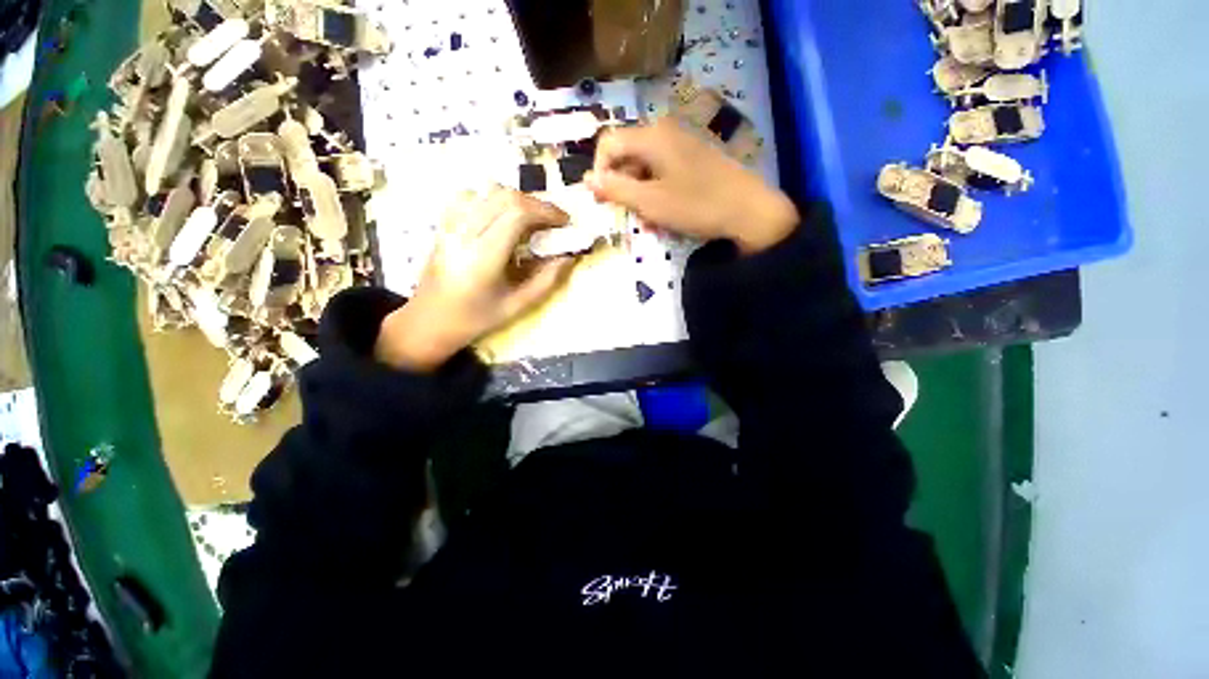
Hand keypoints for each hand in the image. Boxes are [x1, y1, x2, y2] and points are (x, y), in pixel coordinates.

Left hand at [376, 187, 575, 370]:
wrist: (429, 320)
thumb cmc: (476, 319)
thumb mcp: (518, 306)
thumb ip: (547, 280)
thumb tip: (569, 256)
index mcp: (482, 257)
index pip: (517, 214)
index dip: (546, 212)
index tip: (565, 222)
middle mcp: (464, 233)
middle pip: (504, 196)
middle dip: (536, 204)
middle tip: (554, 221)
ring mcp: (450, 225)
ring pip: (488, 192)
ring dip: (517, 200)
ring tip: (532, 219)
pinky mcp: (444, 223)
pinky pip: (471, 196)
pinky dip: (494, 199)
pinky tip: (503, 217)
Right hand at [585, 117, 798, 254]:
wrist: (748, 211)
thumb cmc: (696, 205)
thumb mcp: (650, 202)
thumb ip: (615, 189)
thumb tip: (587, 179)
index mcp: (652, 135)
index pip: (608, 143)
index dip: (600, 172)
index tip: (605, 200)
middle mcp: (665, 131)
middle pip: (626, 154)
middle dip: (622, 186)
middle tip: (629, 214)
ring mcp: (682, 143)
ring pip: (644, 166)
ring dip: (639, 193)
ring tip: (649, 219)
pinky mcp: (694, 157)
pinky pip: (663, 171)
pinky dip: (656, 191)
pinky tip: (664, 212)